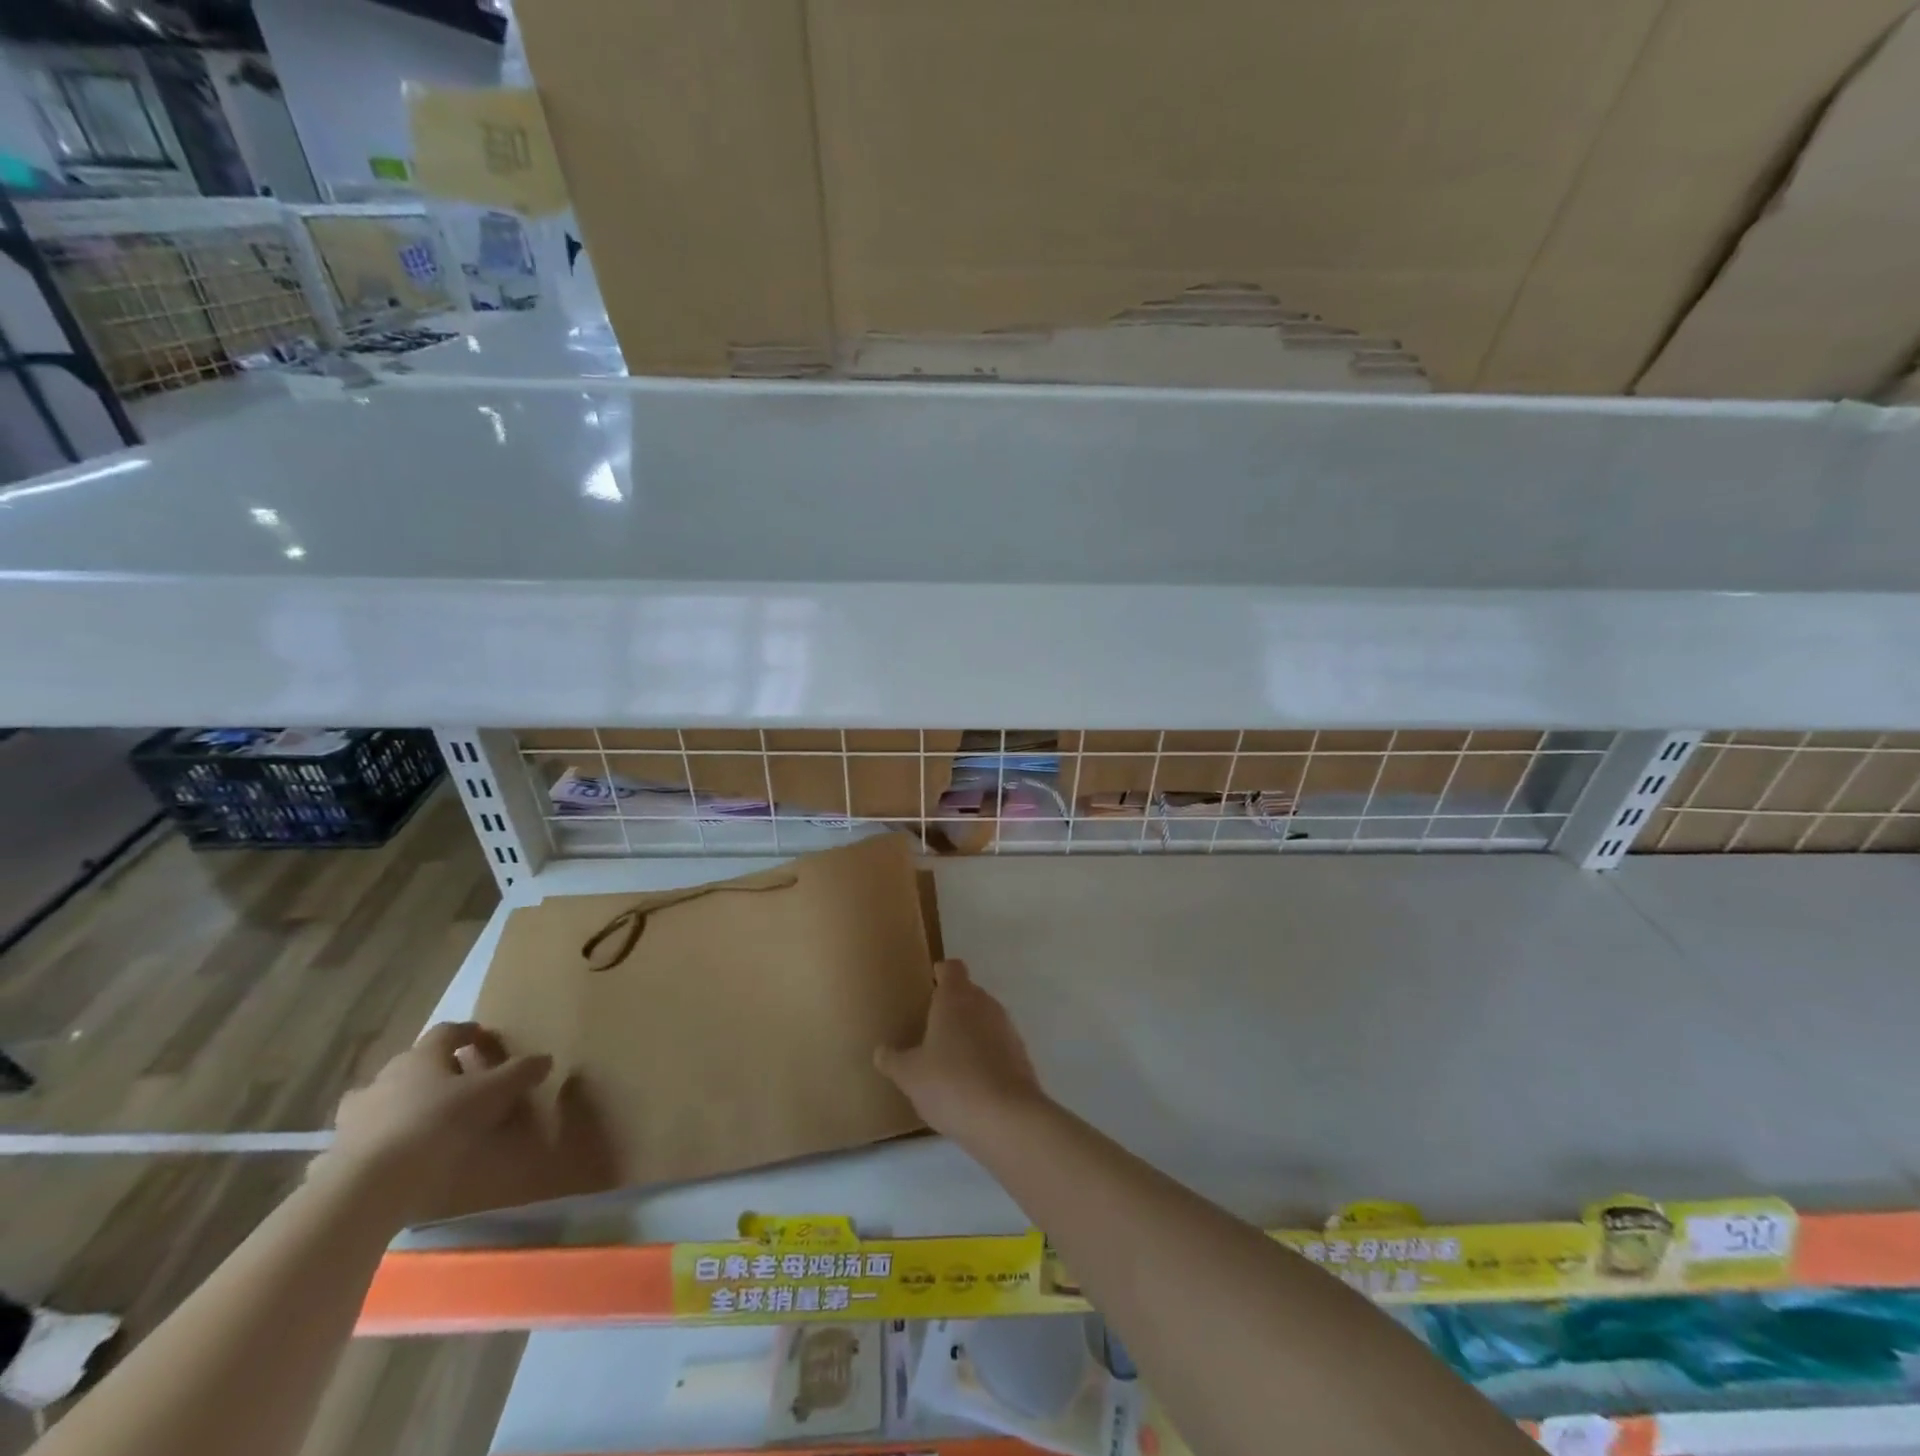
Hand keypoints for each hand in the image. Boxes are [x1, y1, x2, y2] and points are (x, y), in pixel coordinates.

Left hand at [315, 1022, 553, 1223]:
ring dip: (398, 1103)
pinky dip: (374, 1142)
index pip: (447, 1031)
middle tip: (457, 1085)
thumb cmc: (438, 1124)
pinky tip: (387, 1158)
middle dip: (434, 1070)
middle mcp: (385, 1077)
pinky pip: (359, 1139)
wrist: (370, 1185)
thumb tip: (544, 1059)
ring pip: (379, 1098)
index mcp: (422, 1056)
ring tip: (419, 1120)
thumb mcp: (494, 1094)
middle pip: (413, 1063)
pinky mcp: (336, 1152)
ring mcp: (354, 1115)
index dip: (467, 1032)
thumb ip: (520, 1073)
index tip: (482, 1037)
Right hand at [875, 960, 1046, 1142]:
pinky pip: (998, 1045)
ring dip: (970, 1032)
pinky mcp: (1021, 1055)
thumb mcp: (910, 1075)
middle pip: (969, 993)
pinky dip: (986, 1055)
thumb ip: (893, 1060)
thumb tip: (881, 1051)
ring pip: (985, 1019)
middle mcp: (985, 1004)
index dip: (940, 973)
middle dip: (952, 1007)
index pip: (952, 968)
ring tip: (949, 1058)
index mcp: (956, 998)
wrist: (1007, 1118)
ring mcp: (1007, 1028)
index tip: (929, 984)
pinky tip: (971, 1082)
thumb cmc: (951, 1083)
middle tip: (930, 1027)